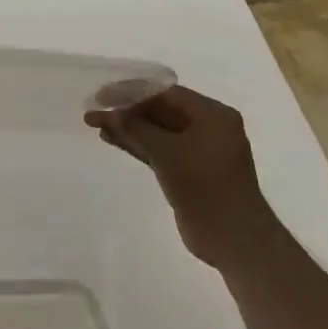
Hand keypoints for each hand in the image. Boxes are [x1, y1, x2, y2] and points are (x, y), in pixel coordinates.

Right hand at [85, 86, 278, 264]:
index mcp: (213, 115)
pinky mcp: (190, 172)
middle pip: (161, 111)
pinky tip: (113, 140)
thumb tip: (110, 114)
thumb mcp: (167, 151)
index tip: (103, 97)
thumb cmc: (204, 185)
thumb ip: (136, 128)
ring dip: (129, 129)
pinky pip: (161, 150)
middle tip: (95, 112)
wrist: (232, 236)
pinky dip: (138, 145)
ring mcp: (199, 151)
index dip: (132, 92)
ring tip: (97, 126)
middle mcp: (209, 128)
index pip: (166, 93)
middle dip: (128, 112)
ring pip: (158, 132)